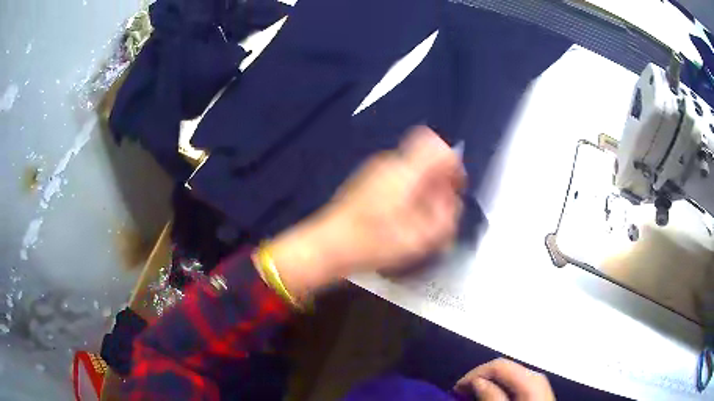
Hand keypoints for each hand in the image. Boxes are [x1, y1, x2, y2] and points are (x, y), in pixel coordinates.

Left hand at [269, 126, 463, 297]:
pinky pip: (396, 177)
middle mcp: (390, 163)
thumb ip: (445, 218)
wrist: (328, 245)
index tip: (456, 185)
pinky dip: (407, 191)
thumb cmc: (374, 242)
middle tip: (440, 208)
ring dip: (423, 188)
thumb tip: (451, 202)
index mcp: (405, 172)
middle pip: (425, 158)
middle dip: (439, 180)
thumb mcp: (419, 238)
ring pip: (411, 169)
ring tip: (421, 217)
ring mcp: (375, 169)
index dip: (452, 163)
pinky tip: (402, 216)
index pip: (437, 147)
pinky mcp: (366, 180)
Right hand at [454, 358, 554, 400]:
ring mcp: (539, 383)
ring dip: (490, 382)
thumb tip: (477, 382)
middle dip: (481, 377)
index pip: (498, 364)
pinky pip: (516, 383)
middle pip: (504, 368)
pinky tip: (493, 395)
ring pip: (509, 375)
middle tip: (461, 390)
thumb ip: (492, 396)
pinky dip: (501, 387)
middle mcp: (537, 375)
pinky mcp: (539, 392)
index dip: (474, 373)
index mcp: (530, 378)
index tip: (457, 387)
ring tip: (473, 394)